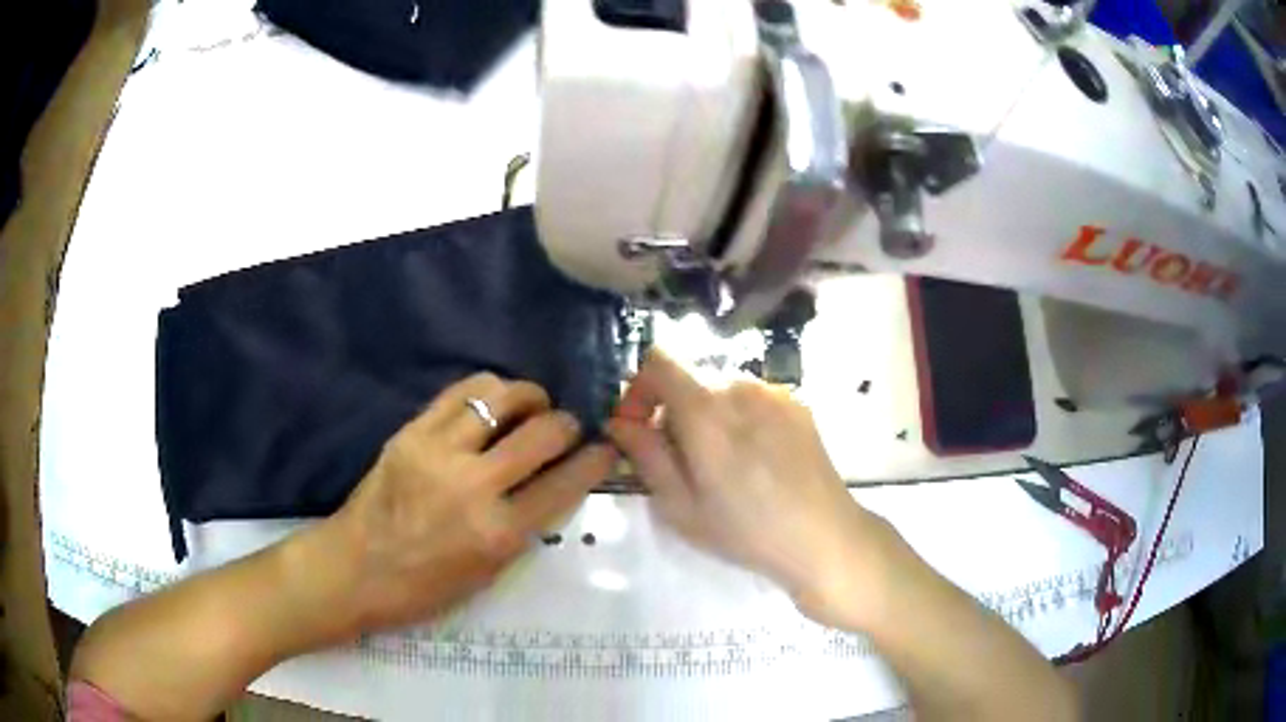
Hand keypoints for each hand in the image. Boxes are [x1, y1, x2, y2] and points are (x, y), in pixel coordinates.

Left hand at [311, 373, 616, 635]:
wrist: (355, 569)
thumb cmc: (423, 589)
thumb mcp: (487, 574)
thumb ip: (522, 528)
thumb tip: (550, 485)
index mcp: (498, 534)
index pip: (564, 484)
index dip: (594, 461)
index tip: (604, 449)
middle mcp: (474, 486)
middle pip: (542, 433)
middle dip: (567, 424)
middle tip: (566, 428)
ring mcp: (439, 452)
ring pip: (501, 397)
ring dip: (529, 397)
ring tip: (531, 406)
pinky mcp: (411, 432)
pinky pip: (460, 392)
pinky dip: (488, 390)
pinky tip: (493, 401)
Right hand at [608, 351, 904, 627]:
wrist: (823, 536)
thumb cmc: (745, 530)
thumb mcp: (681, 506)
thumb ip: (646, 455)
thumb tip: (619, 421)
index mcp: (706, 409)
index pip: (659, 359)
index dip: (639, 386)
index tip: (639, 426)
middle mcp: (740, 387)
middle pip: (690, 378)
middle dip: (673, 410)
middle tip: (680, 460)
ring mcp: (775, 392)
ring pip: (722, 389)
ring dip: (708, 415)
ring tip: (723, 465)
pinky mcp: (798, 403)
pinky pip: (753, 398)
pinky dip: (740, 418)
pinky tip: (756, 460)